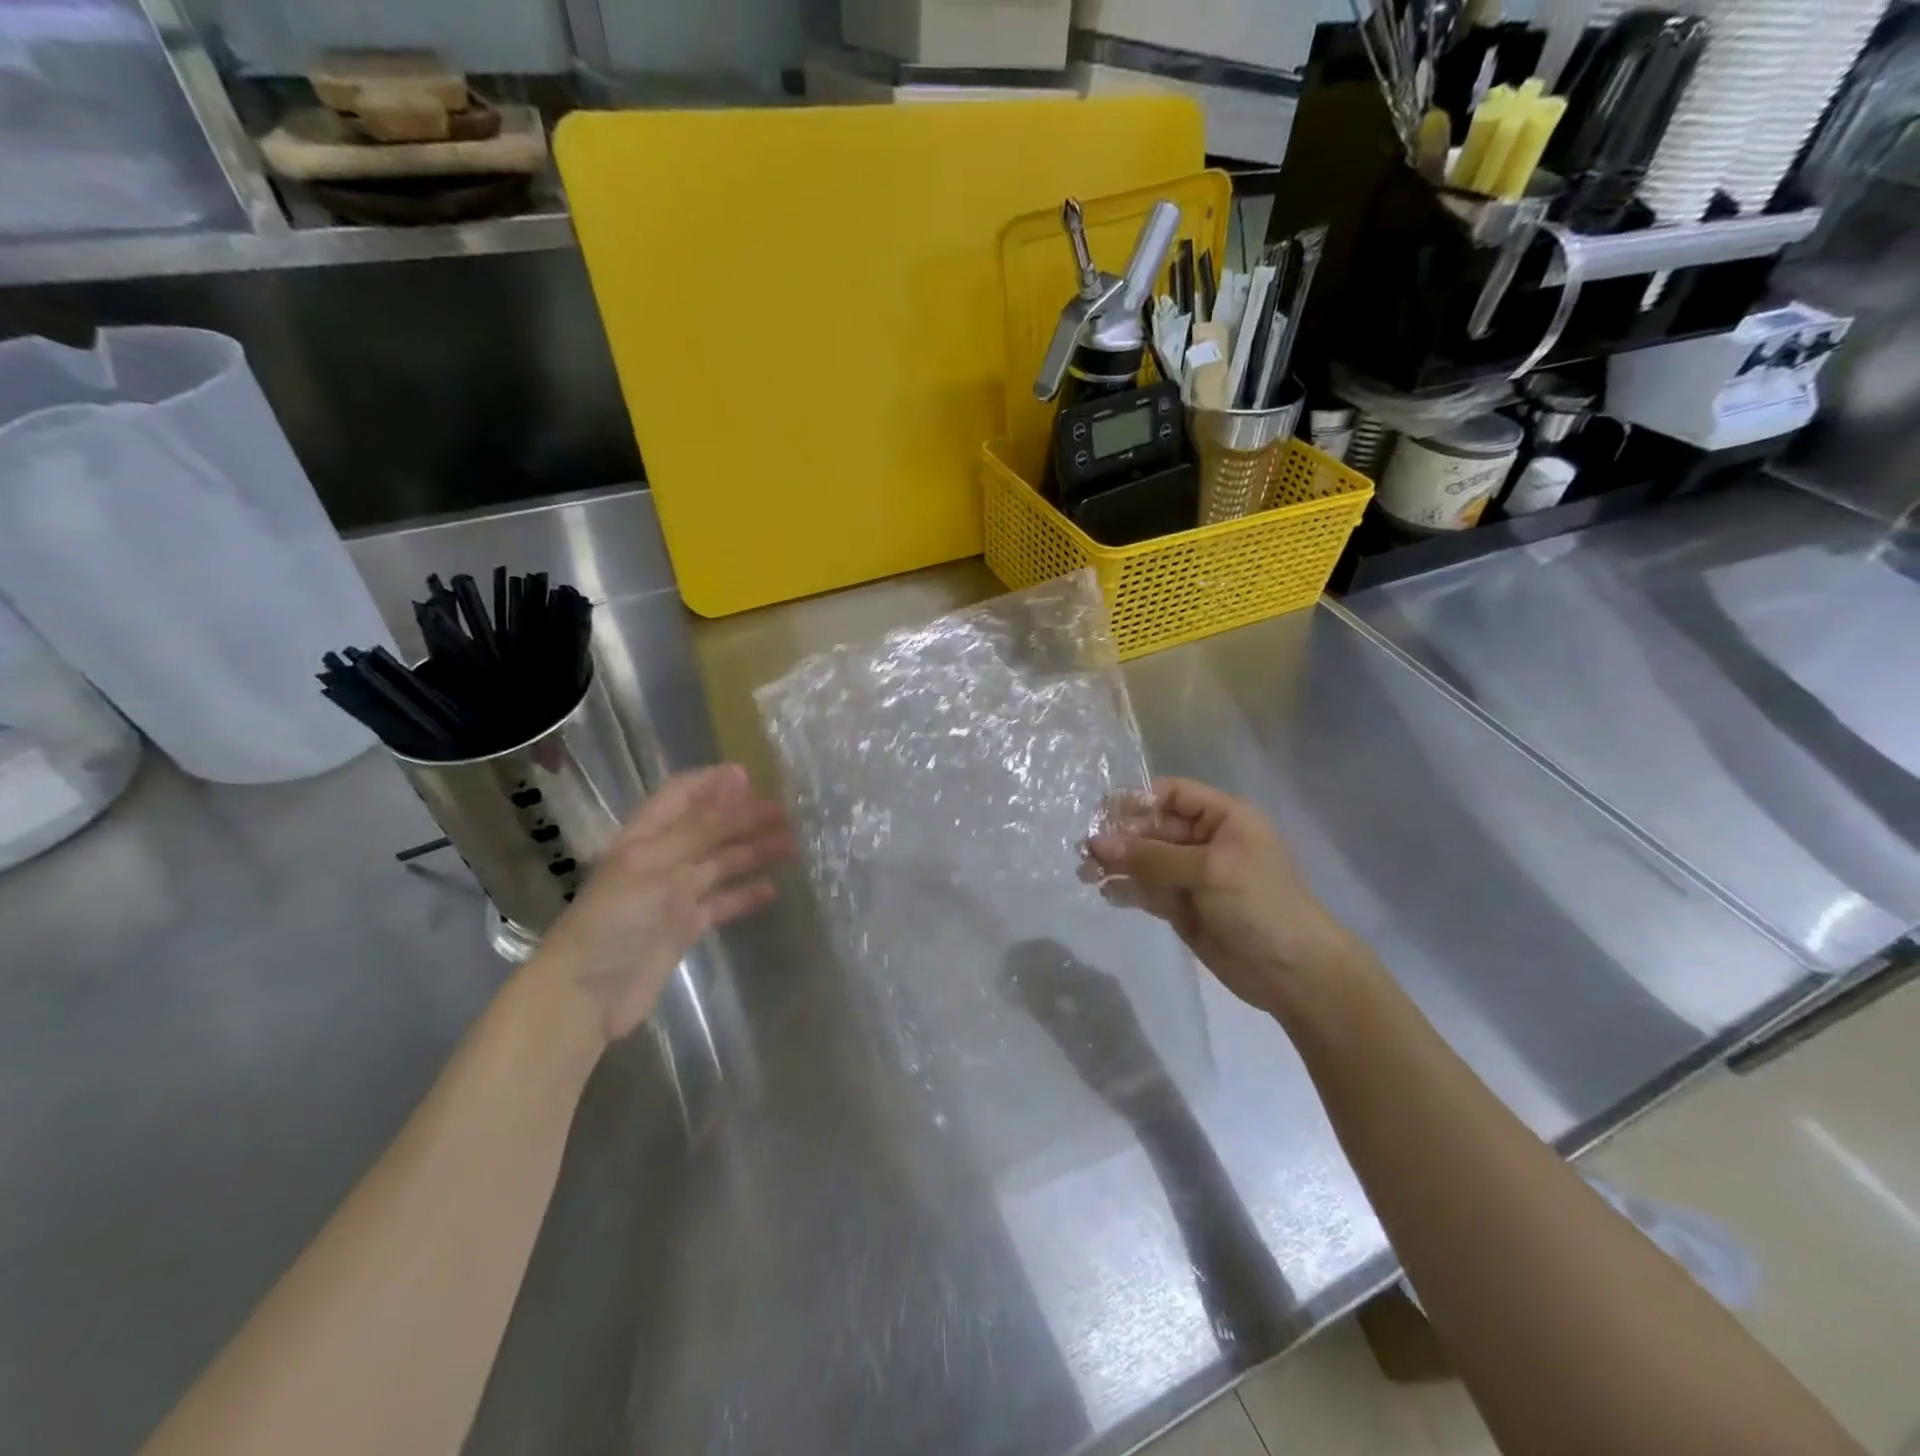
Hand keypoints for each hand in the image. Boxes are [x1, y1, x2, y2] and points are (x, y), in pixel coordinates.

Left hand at [526, 764, 792, 1042]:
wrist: (585, 998)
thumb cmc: (614, 920)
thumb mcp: (657, 864)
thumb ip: (702, 824)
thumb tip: (739, 776)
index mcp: (646, 836)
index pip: (683, 794)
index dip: (716, 782)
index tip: (757, 777)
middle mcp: (662, 859)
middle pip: (709, 828)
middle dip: (746, 817)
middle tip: (789, 813)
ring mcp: (674, 895)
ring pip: (721, 864)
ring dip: (754, 852)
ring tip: (793, 846)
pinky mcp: (685, 928)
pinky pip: (722, 903)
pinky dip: (746, 895)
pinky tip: (773, 890)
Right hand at [1088, 777, 1371, 1020]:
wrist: (1294, 973)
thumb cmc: (1260, 905)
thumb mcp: (1208, 870)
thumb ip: (1151, 856)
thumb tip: (1096, 842)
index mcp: (1222, 818)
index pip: (1171, 794)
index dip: (1137, 802)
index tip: (1102, 818)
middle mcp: (1205, 840)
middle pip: (1153, 827)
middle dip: (1120, 837)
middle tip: (1085, 852)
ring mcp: (1192, 875)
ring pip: (1145, 860)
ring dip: (1117, 864)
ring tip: (1086, 874)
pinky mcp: (1182, 907)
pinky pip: (1147, 890)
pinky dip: (1127, 889)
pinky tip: (1107, 893)